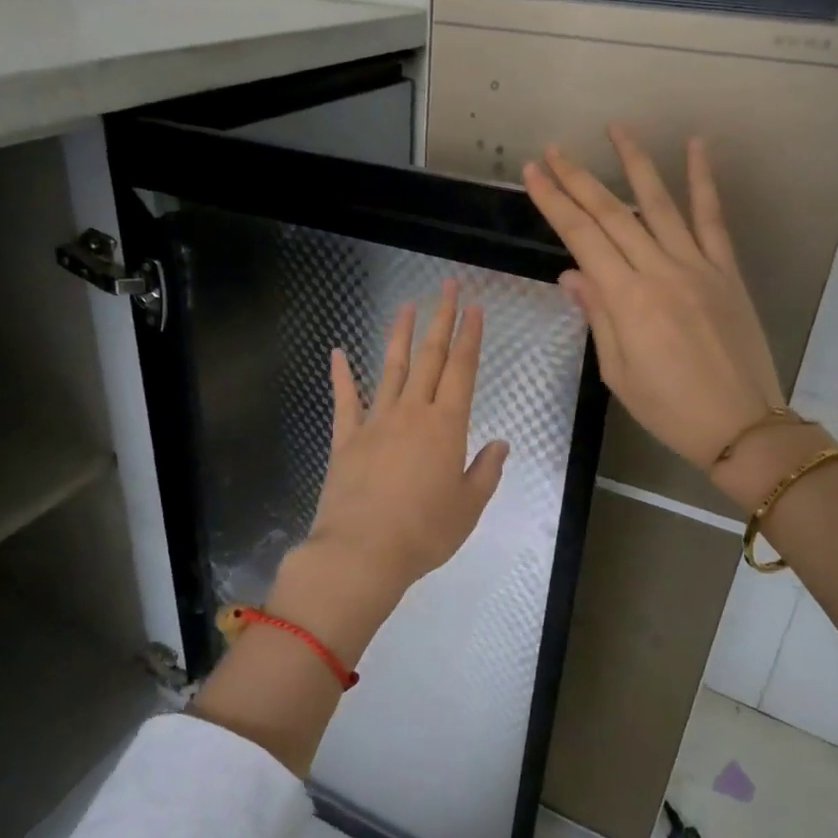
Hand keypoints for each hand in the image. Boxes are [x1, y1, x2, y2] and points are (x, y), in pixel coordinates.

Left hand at [271, 281, 509, 662]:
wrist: (362, 552)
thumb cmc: (424, 533)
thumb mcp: (468, 507)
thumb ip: (485, 472)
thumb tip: (500, 444)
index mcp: (446, 426)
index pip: (462, 370)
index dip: (469, 336)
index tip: (474, 307)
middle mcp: (412, 413)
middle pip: (430, 357)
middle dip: (441, 319)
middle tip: (448, 286)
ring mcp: (375, 422)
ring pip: (391, 368)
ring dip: (400, 335)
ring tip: (407, 305)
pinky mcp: (346, 438)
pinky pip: (345, 400)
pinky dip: (341, 375)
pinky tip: (337, 352)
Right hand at [524, 125, 783, 470]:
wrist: (742, 426)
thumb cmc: (669, 408)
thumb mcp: (618, 371)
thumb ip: (597, 315)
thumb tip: (573, 272)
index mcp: (627, 300)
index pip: (582, 237)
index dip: (554, 202)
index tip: (533, 173)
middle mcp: (660, 271)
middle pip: (611, 214)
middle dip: (578, 179)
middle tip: (554, 151)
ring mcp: (698, 266)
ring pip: (659, 204)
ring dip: (634, 163)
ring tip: (615, 129)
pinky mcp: (727, 270)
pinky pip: (713, 218)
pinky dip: (704, 180)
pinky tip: (697, 146)